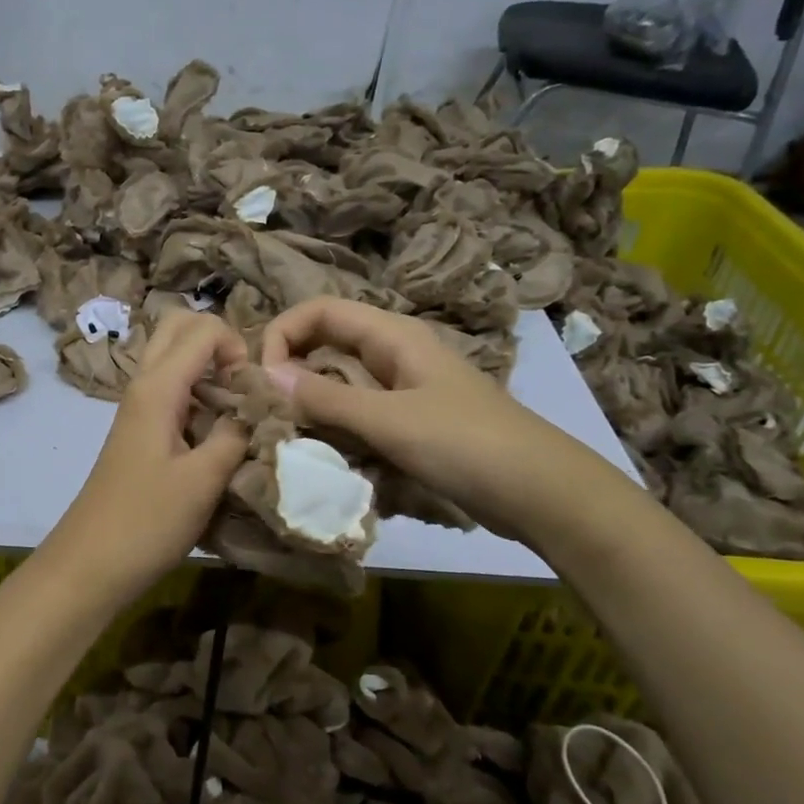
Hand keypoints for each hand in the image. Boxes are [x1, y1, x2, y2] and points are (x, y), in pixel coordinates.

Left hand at [39, 311, 249, 605]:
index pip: (203, 329)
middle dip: (218, 343)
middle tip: (243, 387)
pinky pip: (170, 392)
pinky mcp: (138, 432)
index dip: (238, 348)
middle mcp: (143, 385)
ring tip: (237, 415)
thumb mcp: (203, 480)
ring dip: (208, 371)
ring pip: (173, 360)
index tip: (254, 392)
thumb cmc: (147, 521)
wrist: (90, 564)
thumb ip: (236, 435)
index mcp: (157, 387)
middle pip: (179, 329)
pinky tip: (215, 438)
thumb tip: (258, 409)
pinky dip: (197, 397)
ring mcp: (137, 409)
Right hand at [261, 297, 614, 540]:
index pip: (320, 310)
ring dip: (309, 403)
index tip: (262, 377)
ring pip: (338, 382)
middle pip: (326, 344)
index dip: (283, 333)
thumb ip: (326, 398)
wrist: (541, 493)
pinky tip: (321, 452)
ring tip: (286, 434)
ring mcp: (401, 390)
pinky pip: (356, 414)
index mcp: (393, 336)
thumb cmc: (466, 445)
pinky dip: (333, 427)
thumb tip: (265, 374)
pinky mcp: (407, 423)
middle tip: (265, 409)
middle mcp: (393, 354)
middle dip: (290, 369)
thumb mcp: (389, 420)